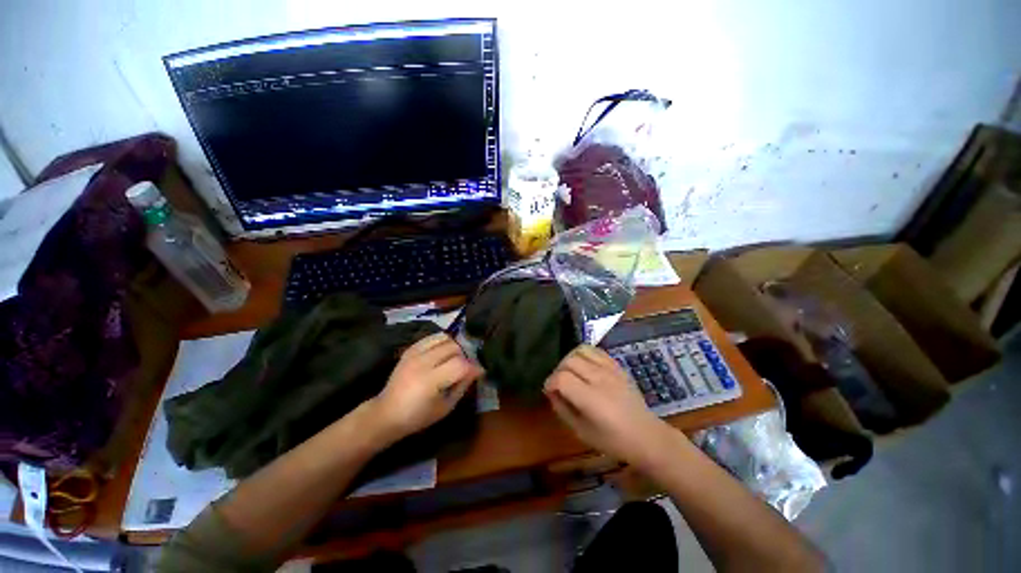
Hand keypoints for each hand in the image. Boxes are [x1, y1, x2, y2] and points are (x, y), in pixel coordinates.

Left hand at [367, 333, 483, 444]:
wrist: (387, 413)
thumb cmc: (418, 416)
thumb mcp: (446, 407)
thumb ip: (463, 386)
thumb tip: (477, 370)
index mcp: (430, 381)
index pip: (460, 365)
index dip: (474, 367)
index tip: (480, 372)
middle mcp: (422, 363)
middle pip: (454, 348)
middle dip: (465, 356)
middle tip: (466, 367)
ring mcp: (414, 353)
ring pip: (445, 338)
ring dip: (454, 347)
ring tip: (454, 359)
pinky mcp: (410, 349)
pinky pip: (433, 337)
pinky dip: (442, 342)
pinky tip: (443, 353)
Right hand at [544, 345, 678, 466]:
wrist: (647, 436)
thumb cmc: (613, 441)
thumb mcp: (582, 432)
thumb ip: (563, 410)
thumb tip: (551, 392)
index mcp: (591, 399)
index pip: (562, 378)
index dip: (550, 383)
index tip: (549, 391)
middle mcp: (600, 379)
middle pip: (569, 361)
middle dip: (558, 371)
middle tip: (559, 384)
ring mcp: (610, 369)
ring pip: (581, 350)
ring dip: (570, 359)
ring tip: (571, 372)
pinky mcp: (617, 366)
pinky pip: (596, 350)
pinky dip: (585, 354)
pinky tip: (584, 366)